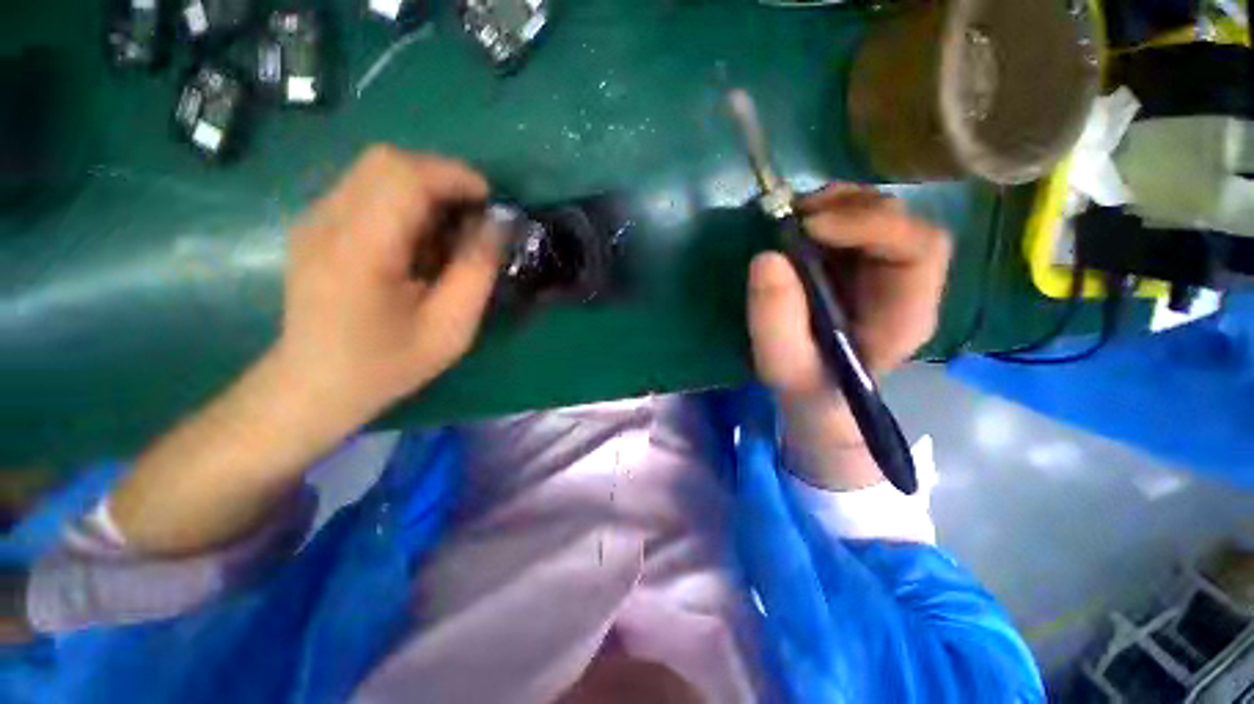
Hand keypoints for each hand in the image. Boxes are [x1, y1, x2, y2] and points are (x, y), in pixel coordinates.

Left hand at [275, 146, 502, 422]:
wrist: (314, 385)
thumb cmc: (387, 364)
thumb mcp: (451, 328)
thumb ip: (477, 271)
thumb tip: (498, 225)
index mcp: (359, 251)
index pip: (404, 177)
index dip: (454, 176)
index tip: (490, 202)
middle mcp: (327, 221)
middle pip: (387, 162)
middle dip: (442, 179)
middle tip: (473, 217)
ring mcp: (315, 219)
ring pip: (377, 171)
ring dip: (425, 191)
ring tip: (448, 234)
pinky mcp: (316, 225)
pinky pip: (366, 190)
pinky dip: (404, 203)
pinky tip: (418, 243)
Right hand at [747, 184, 950, 489]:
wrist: (815, 394)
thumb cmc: (808, 386)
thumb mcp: (785, 364)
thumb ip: (776, 321)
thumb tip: (766, 258)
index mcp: (906, 313)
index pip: (919, 248)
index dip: (869, 226)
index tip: (809, 228)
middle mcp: (905, 283)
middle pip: (901, 221)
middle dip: (850, 208)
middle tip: (795, 214)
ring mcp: (882, 269)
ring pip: (878, 213)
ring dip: (835, 204)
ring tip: (792, 215)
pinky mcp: (856, 264)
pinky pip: (851, 223)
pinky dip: (824, 213)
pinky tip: (796, 223)